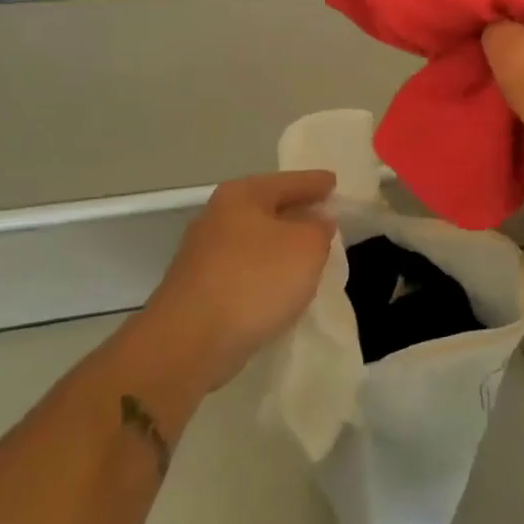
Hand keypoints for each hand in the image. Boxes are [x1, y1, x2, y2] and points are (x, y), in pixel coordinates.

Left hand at [142, 170, 337, 390]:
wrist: (189, 342)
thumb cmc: (255, 280)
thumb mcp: (307, 246)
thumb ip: (319, 228)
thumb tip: (316, 222)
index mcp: (242, 195)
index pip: (289, 181)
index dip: (315, 182)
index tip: (334, 182)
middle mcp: (217, 217)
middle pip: (268, 208)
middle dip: (296, 213)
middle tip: (326, 217)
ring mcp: (204, 254)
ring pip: (255, 240)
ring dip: (280, 246)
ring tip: (309, 254)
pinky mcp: (199, 288)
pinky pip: (244, 270)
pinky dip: (265, 272)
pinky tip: (281, 286)